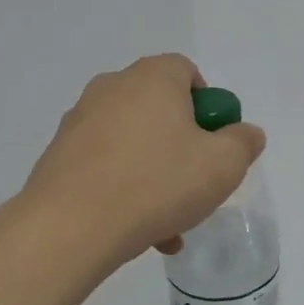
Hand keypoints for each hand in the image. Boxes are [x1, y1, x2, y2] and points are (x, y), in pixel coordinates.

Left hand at [23, 55, 265, 267]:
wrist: (71, 225)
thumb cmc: (157, 183)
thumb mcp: (222, 166)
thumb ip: (243, 143)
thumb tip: (245, 133)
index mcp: (152, 77)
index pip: (186, 72)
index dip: (207, 107)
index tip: (213, 144)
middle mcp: (112, 88)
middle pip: (159, 111)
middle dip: (182, 148)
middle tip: (195, 186)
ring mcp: (79, 121)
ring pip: (133, 145)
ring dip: (155, 177)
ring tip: (168, 225)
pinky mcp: (58, 155)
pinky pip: (105, 167)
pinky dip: (124, 191)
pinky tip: (137, 232)